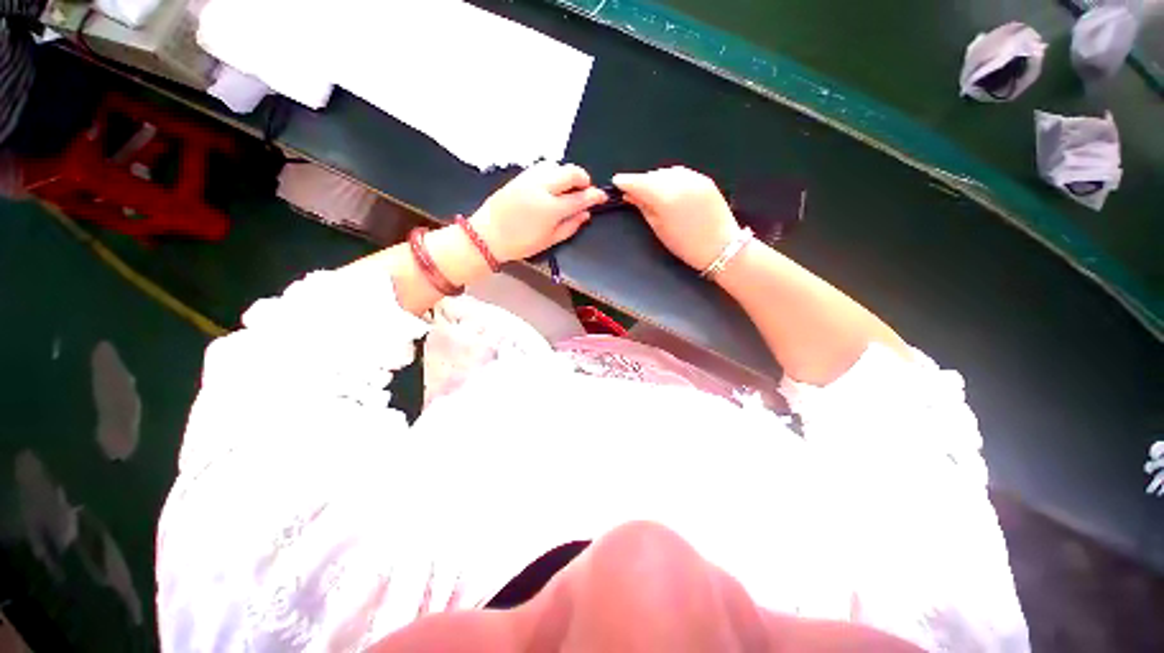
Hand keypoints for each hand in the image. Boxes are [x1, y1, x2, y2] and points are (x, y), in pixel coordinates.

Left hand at [469, 162, 607, 262]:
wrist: (487, 235)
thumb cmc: (520, 244)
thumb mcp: (549, 240)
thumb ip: (571, 226)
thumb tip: (586, 214)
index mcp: (551, 208)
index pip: (580, 197)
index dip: (594, 195)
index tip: (602, 196)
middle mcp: (541, 188)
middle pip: (571, 172)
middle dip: (583, 179)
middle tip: (584, 191)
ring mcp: (529, 178)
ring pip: (556, 165)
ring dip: (566, 174)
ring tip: (566, 188)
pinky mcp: (519, 175)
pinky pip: (541, 166)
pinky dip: (552, 172)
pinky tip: (551, 185)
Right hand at [613, 167, 740, 270]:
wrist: (721, 247)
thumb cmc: (685, 245)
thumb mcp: (659, 229)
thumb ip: (643, 208)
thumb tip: (630, 195)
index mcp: (665, 197)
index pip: (639, 182)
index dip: (625, 181)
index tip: (617, 182)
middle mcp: (679, 181)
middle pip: (652, 175)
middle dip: (641, 182)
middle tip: (634, 193)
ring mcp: (694, 177)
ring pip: (666, 172)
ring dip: (656, 179)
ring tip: (652, 192)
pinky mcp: (705, 179)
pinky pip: (681, 173)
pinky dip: (671, 179)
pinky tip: (669, 190)